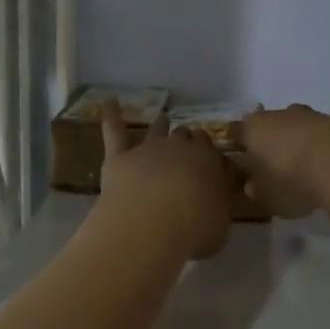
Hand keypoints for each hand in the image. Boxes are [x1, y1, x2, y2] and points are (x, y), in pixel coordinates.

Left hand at [99, 101, 232, 258]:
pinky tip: (109, 100)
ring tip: (163, 118)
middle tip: (187, 147)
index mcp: (208, 161)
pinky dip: (111, 114)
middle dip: (187, 139)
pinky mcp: (119, 157)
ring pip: (157, 129)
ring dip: (161, 124)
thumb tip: (215, 204)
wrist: (153, 222)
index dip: (207, 151)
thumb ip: (218, 208)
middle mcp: (180, 148)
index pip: (210, 148)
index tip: (207, 158)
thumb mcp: (220, 224)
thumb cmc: (195, 228)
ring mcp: (148, 149)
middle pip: (185, 136)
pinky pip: (114, 129)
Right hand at [239, 104, 329, 219]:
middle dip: (270, 142)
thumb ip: (257, 191)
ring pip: (297, 127)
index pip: (235, 131)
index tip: (239, 160)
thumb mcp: (268, 197)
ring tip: (306, 169)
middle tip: (274, 166)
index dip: (236, 145)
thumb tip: (253, 186)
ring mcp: (310, 115)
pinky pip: (323, 135)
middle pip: (268, 125)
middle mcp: (278, 115)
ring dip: (299, 143)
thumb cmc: (293, 181)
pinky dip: (323, 148)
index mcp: (253, 128)